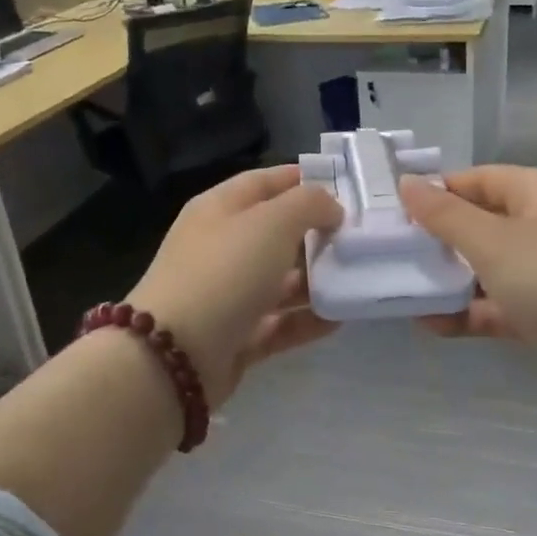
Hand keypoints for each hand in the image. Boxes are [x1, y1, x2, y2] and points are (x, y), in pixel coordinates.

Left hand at [127, 165, 342, 404]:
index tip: (347, 190)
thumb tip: (330, 210)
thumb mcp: (272, 222)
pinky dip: (308, 320)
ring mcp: (227, 294)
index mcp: (220, 209)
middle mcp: (222, 247)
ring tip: (357, 279)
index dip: (304, 181)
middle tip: (361, 239)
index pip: (266, 182)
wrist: (175, 355)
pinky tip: (340, 318)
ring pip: (280, 281)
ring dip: (317, 280)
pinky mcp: (236, 336)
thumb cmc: (226, 272)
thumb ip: (309, 204)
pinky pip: (280, 323)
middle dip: (318, 234)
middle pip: (276, 233)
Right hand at [400, 165, 536, 485]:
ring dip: (449, 282)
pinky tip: (431, 325)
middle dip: (436, 242)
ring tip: (399, 293)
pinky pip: (500, 306)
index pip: (476, 180)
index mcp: (536, 193)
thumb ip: (445, 216)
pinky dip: (470, 314)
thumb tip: (407, 183)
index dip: (435, 192)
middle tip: (388, 257)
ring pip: (487, 270)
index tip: (392, 213)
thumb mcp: (494, 241)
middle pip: (480, 225)